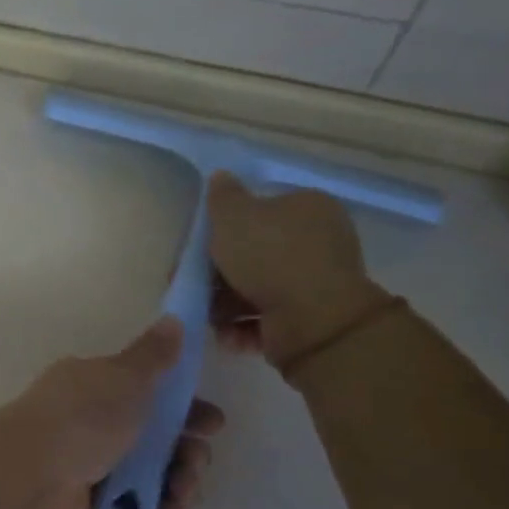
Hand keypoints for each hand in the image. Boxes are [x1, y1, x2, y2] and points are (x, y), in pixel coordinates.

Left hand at [0, 317, 224, 508]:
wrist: (25, 483)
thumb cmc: (78, 420)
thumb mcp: (121, 377)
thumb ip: (153, 356)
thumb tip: (173, 320)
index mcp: (94, 390)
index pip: (149, 396)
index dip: (186, 408)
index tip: (212, 422)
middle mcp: (93, 431)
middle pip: (158, 443)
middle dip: (189, 451)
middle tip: (193, 457)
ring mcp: (94, 476)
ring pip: (155, 483)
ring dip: (181, 485)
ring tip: (180, 487)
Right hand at [205, 175, 388, 366]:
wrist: (312, 319)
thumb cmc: (270, 256)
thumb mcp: (234, 216)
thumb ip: (223, 196)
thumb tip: (221, 176)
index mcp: (307, 208)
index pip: (260, 210)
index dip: (225, 226)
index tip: (198, 245)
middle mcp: (317, 242)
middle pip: (254, 252)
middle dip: (219, 271)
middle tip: (191, 281)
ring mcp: (314, 282)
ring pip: (255, 288)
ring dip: (225, 303)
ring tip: (205, 313)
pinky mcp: (307, 319)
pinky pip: (264, 318)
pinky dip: (242, 326)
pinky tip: (225, 332)